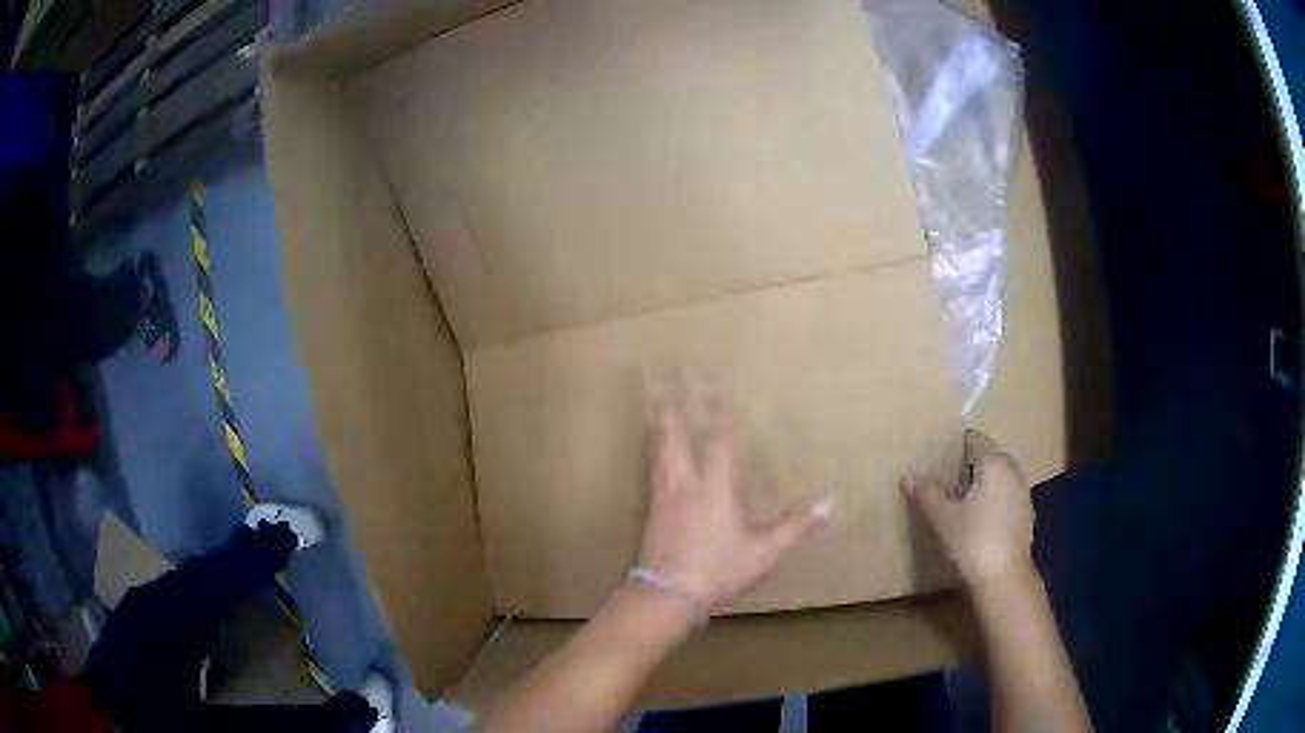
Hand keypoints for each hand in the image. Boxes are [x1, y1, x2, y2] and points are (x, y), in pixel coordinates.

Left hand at [637, 403, 833, 610]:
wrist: (666, 595)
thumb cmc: (718, 570)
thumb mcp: (763, 552)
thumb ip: (795, 526)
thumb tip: (830, 503)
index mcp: (713, 489)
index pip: (719, 443)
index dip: (720, 414)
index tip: (718, 386)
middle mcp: (684, 485)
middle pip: (673, 439)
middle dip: (671, 409)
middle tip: (660, 380)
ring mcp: (663, 499)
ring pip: (658, 454)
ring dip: (659, 429)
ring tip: (655, 410)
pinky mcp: (651, 515)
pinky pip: (653, 474)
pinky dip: (655, 457)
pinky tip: (655, 460)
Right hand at [904, 431, 1034, 588]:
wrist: (1005, 577)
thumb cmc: (973, 541)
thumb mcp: (942, 518)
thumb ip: (927, 495)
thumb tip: (909, 477)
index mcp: (993, 464)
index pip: (976, 440)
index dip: (960, 443)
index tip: (943, 452)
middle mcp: (1012, 471)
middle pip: (992, 456)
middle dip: (973, 462)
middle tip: (950, 475)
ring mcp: (1023, 493)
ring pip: (1002, 476)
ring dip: (986, 482)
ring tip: (964, 498)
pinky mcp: (1027, 515)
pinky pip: (1008, 496)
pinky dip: (996, 499)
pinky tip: (982, 519)